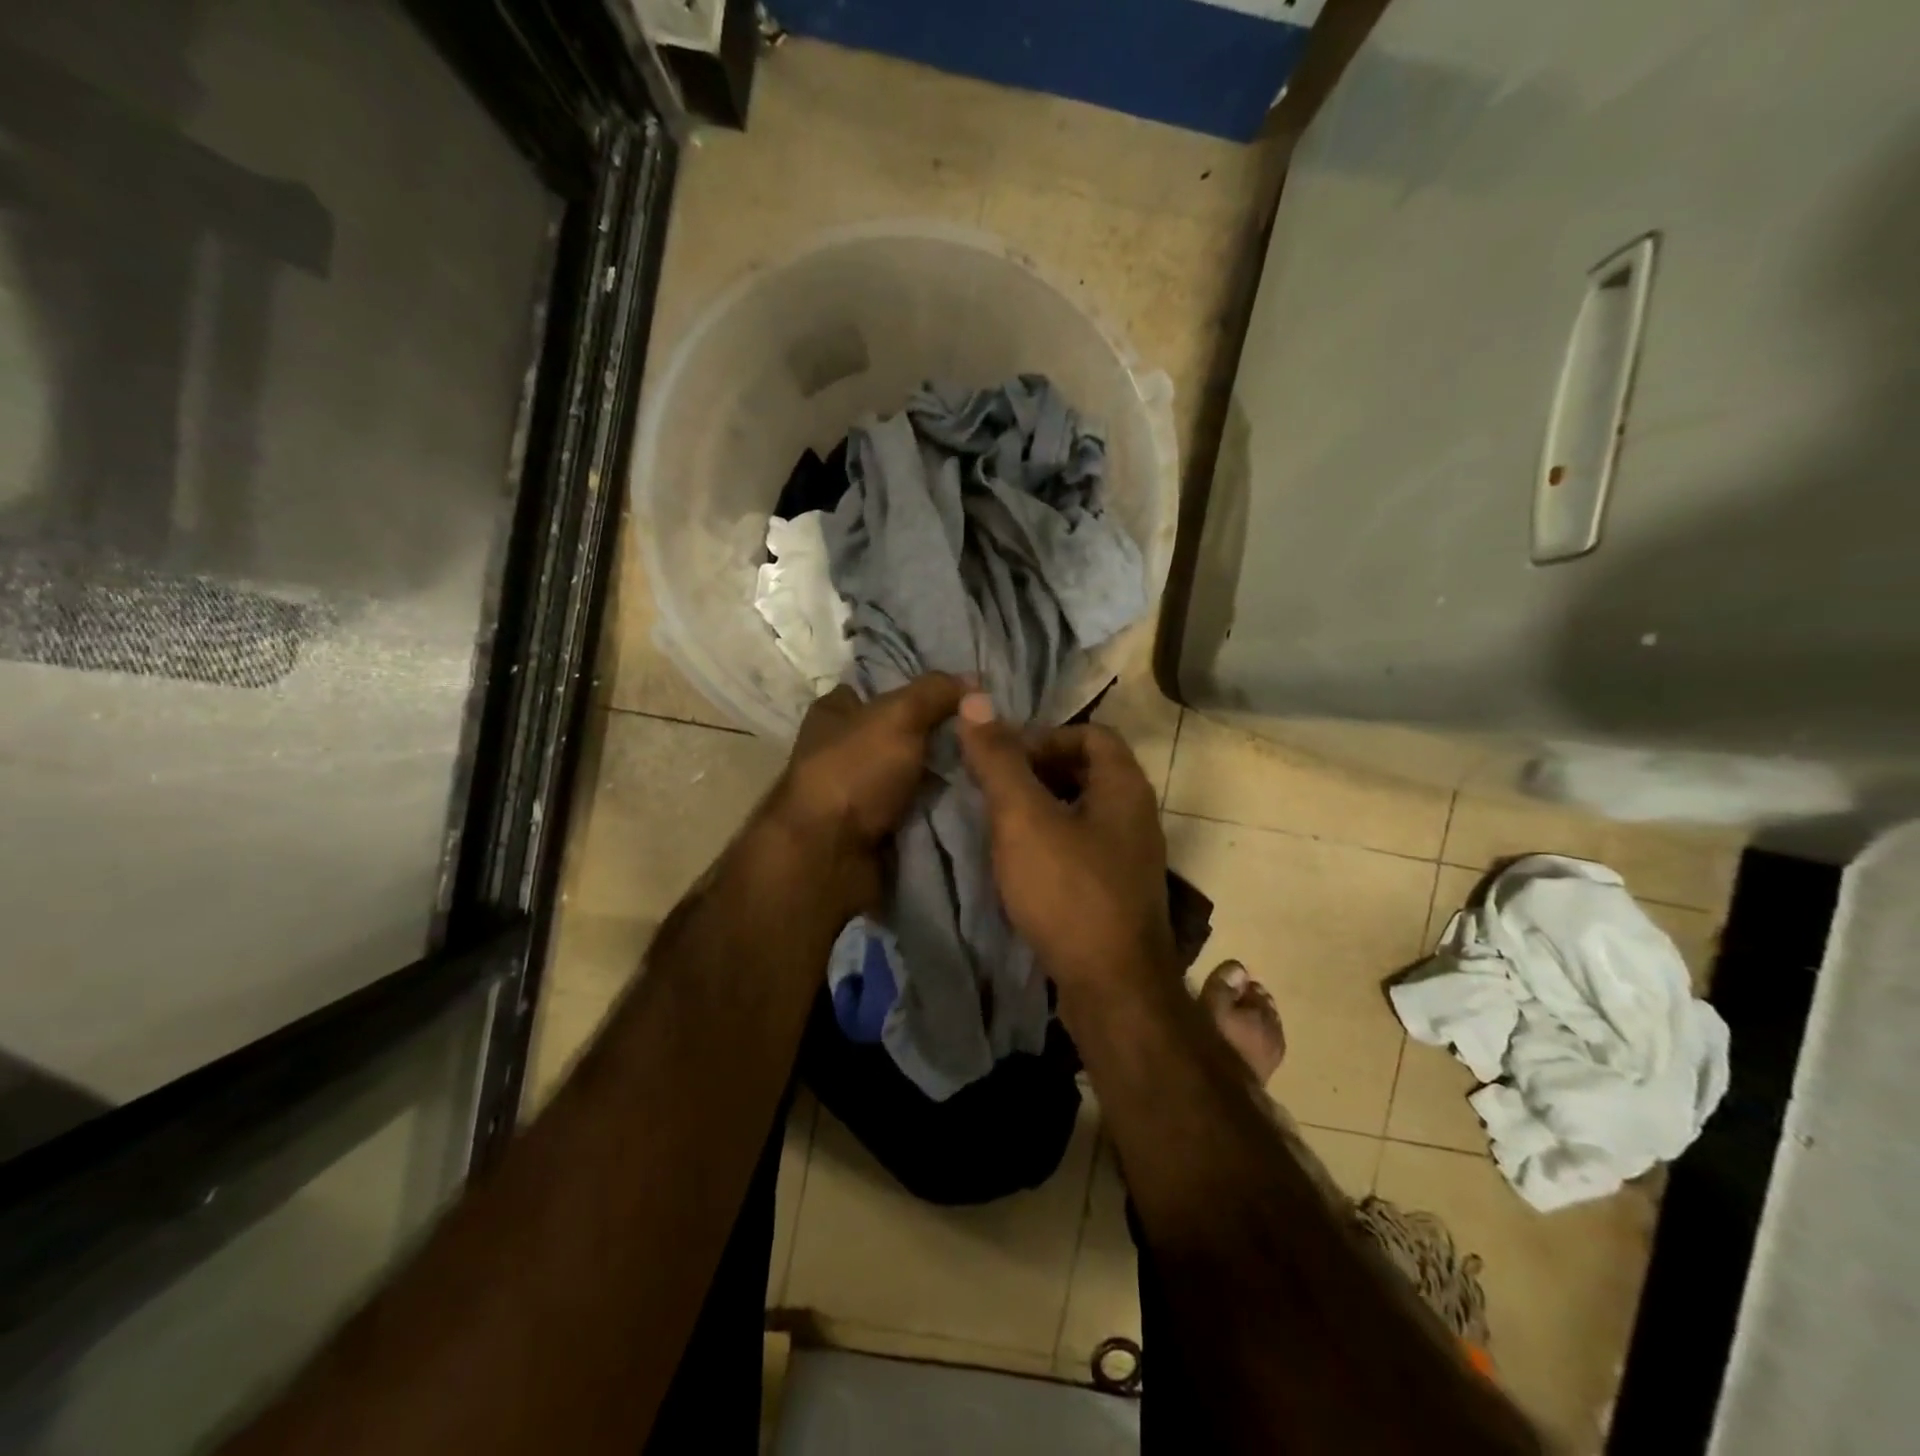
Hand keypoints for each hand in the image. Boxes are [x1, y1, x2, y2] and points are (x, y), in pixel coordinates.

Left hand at [765, 674, 967, 914]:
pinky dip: (938, 809)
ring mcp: (857, 792)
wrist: (828, 857)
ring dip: (944, 776)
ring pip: (912, 774)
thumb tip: (974, 681)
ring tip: (992, 768)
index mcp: (834, 712)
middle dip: (940, 736)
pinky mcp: (872, 828)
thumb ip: (935, 692)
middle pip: (901, 733)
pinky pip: (915, 810)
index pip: (879, 687)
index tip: (964, 694)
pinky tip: (975, 801)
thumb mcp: (899, 716)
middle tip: (988, 735)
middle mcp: (842, 749)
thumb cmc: (854, 772)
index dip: (917, 687)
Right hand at [956, 694, 1176, 997]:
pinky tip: (1021, 867)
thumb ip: (999, 760)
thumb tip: (974, 702)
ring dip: (1042, 810)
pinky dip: (1052, 845)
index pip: (1091, 734)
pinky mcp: (1118, 895)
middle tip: (995, 788)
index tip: (1005, 759)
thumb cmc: (1068, 891)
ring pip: (1083, 814)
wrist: (1113, 988)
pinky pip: (1083, 850)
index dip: (1046, 736)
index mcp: (1124, 787)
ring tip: (1000, 825)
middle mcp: (1136, 816)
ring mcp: (1130, 859)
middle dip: (1039, 772)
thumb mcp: (1023, 818)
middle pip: (1088, 772)